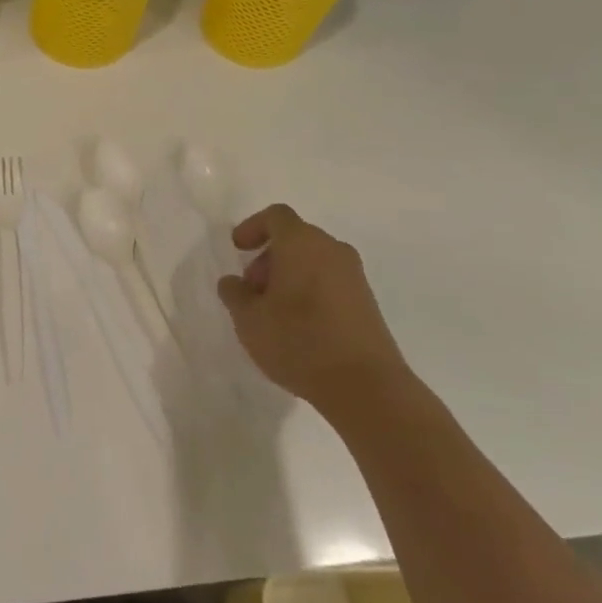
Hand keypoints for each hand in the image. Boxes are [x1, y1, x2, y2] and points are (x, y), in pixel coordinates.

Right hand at [216, 204, 407, 415]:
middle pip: (295, 238)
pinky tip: (299, 326)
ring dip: (289, 276)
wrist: (366, 386)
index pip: (276, 216)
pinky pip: (330, 282)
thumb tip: (234, 282)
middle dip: (268, 257)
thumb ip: (235, 294)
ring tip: (273, 312)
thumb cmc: (299, 341)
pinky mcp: (367, 302)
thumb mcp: (249, 319)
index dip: (253, 227)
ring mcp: (354, 276)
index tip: (238, 249)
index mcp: (301, 243)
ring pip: (313, 260)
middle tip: (253, 290)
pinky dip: (309, 291)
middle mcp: (332, 250)